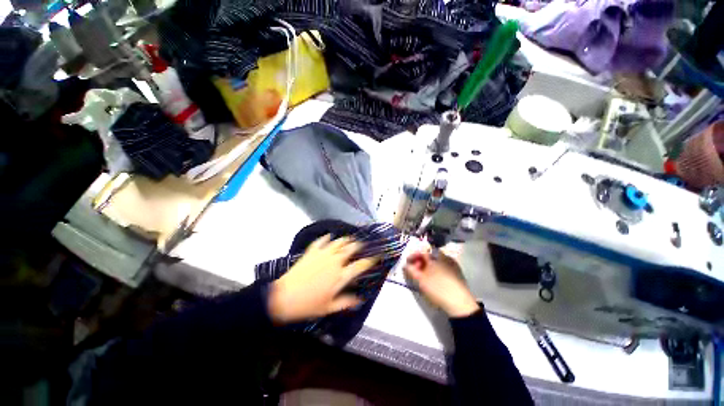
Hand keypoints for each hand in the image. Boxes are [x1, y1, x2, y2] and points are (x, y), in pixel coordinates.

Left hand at [267, 235, 376, 323]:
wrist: (284, 297)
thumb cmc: (308, 305)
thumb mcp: (329, 308)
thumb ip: (345, 302)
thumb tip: (359, 299)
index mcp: (341, 275)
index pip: (360, 265)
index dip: (370, 260)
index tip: (376, 257)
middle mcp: (335, 261)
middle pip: (351, 248)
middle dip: (359, 245)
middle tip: (362, 245)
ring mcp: (323, 254)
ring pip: (338, 242)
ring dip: (345, 239)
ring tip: (349, 239)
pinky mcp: (312, 252)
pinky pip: (321, 241)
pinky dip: (326, 238)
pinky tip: (329, 236)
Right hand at [404, 250, 479, 317]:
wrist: (460, 304)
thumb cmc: (438, 289)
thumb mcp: (421, 280)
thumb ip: (411, 270)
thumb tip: (405, 265)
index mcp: (435, 256)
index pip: (421, 252)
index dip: (413, 257)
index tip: (407, 264)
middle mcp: (445, 256)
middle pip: (429, 256)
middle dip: (420, 262)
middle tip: (415, 271)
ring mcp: (453, 264)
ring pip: (436, 261)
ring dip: (428, 266)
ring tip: (423, 276)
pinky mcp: (458, 272)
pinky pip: (443, 266)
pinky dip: (436, 269)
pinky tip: (434, 278)